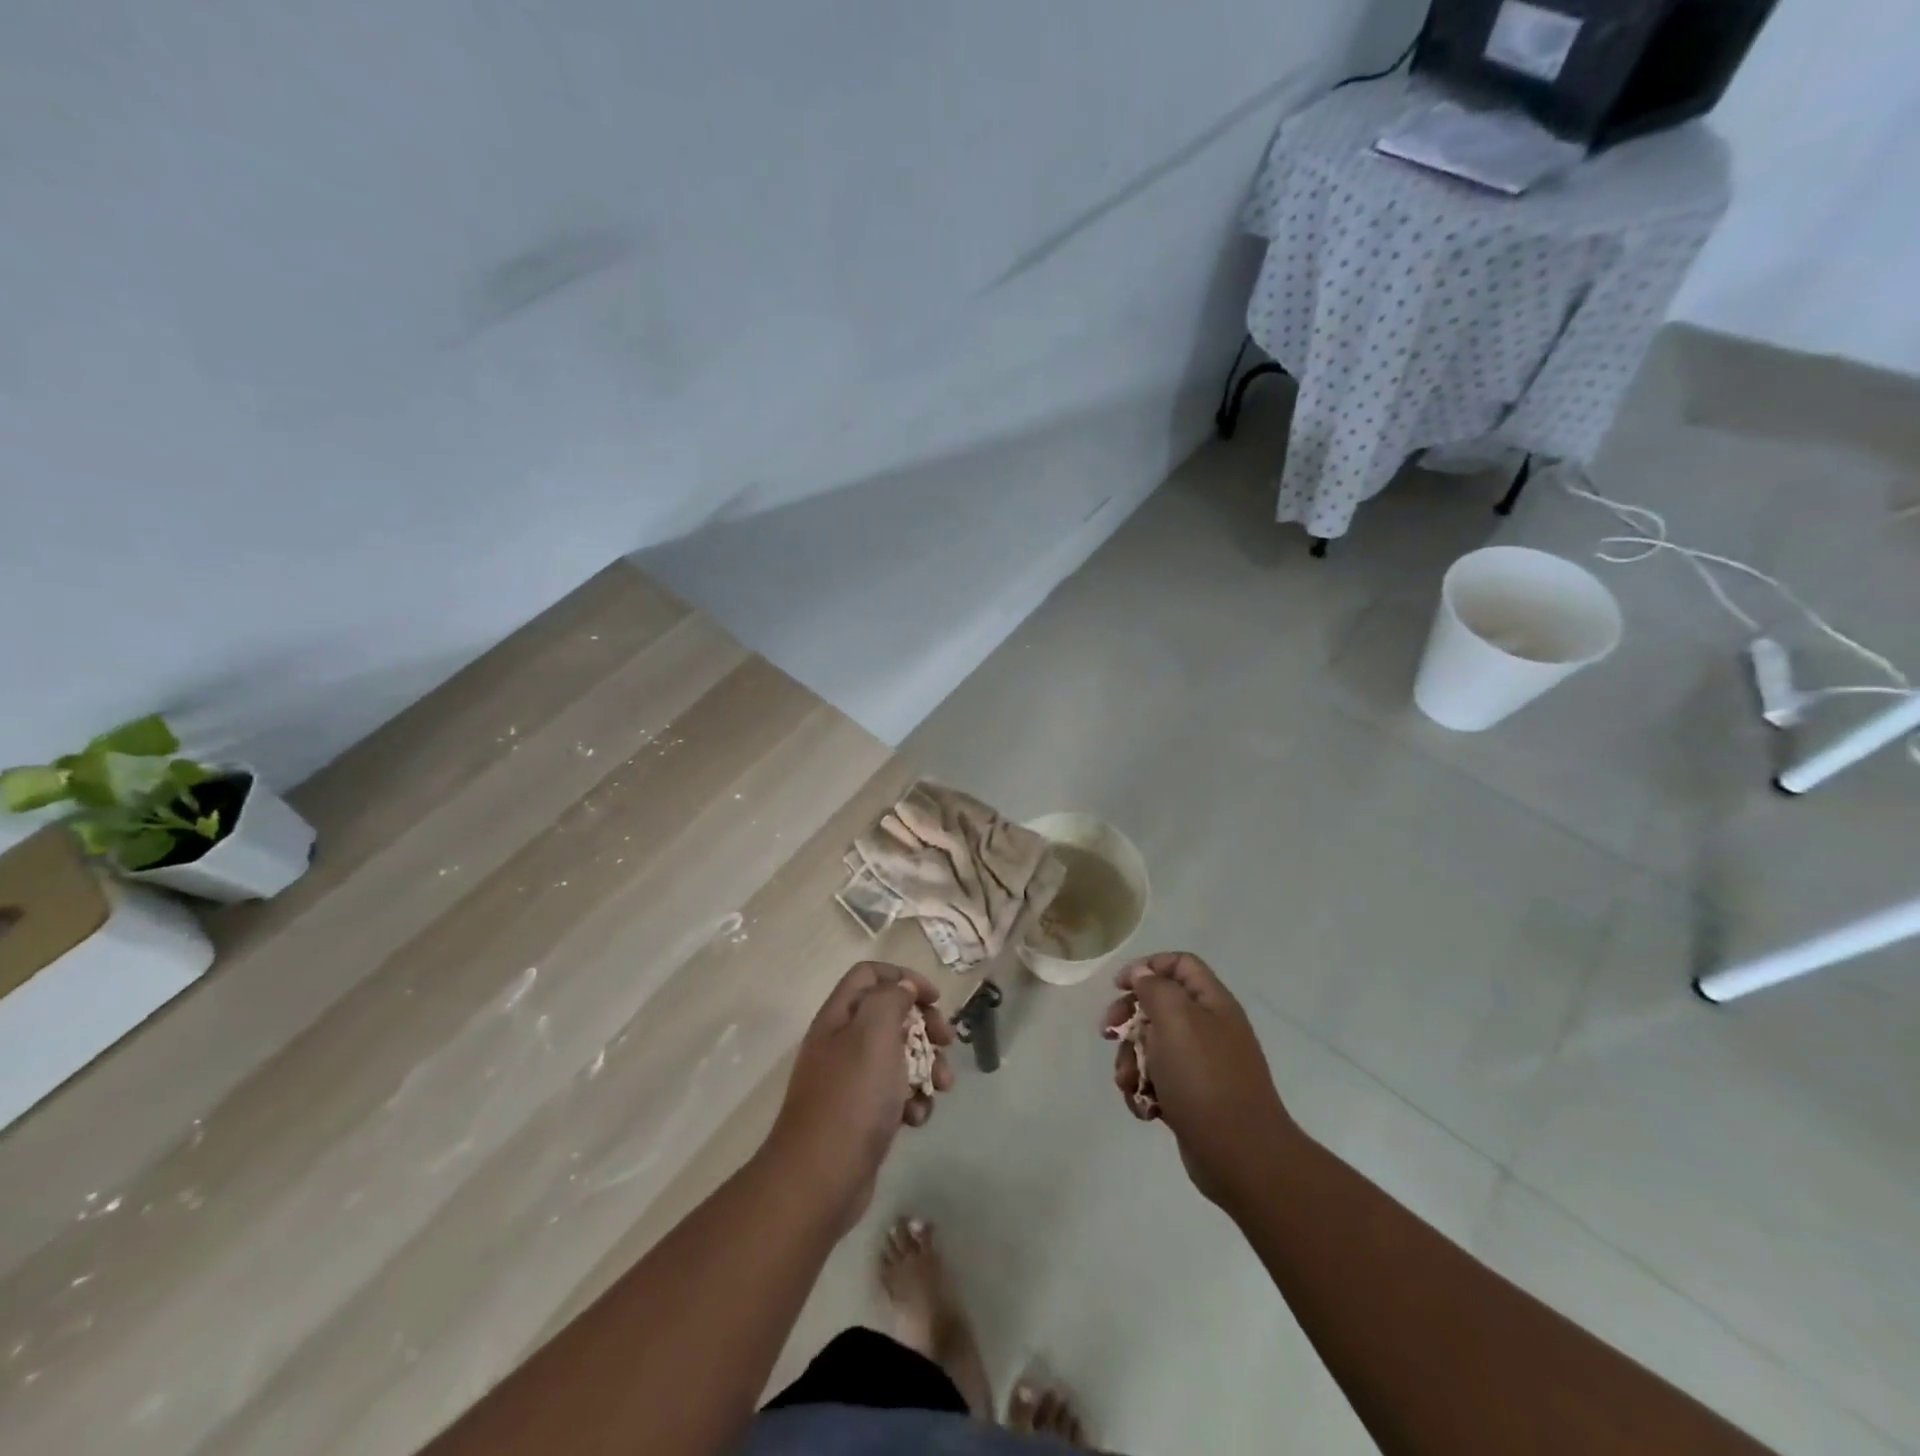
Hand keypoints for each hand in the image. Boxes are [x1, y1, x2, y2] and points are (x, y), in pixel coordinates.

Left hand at [768, 962, 953, 1233]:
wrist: (821, 1179)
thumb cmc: (851, 1097)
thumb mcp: (873, 1034)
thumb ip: (890, 1000)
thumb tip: (903, 988)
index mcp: (839, 1017)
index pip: (869, 975)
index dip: (904, 978)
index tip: (935, 999)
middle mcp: (842, 1043)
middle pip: (890, 1015)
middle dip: (924, 1026)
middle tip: (946, 1041)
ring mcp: (851, 1081)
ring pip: (899, 1057)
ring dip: (926, 1067)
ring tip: (941, 1087)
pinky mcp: (862, 1115)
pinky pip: (895, 1094)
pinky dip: (912, 1101)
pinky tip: (916, 1119)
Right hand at [1105, 952, 1296, 1208]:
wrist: (1241, 1157)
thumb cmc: (1205, 1079)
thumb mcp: (1175, 1020)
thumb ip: (1155, 988)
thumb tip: (1143, 973)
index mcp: (1211, 1003)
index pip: (1180, 964)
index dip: (1147, 966)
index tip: (1118, 986)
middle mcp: (1208, 1029)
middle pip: (1158, 1005)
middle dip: (1128, 1018)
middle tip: (1108, 1032)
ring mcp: (1201, 1066)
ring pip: (1151, 1047)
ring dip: (1130, 1061)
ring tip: (1128, 1083)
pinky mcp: (1192, 1098)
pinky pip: (1158, 1081)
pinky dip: (1144, 1091)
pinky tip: (1145, 1108)